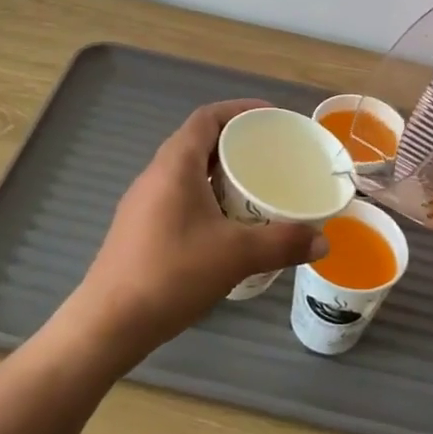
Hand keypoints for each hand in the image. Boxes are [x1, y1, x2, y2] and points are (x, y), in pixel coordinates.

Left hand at [60, 100, 323, 363]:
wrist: (108, 323)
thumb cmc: (171, 274)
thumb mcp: (236, 256)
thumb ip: (283, 243)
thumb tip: (324, 241)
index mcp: (175, 164)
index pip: (207, 117)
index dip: (240, 109)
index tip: (271, 118)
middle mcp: (155, 174)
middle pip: (198, 141)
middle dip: (236, 142)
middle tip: (271, 155)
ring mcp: (143, 202)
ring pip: (187, 171)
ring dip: (220, 172)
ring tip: (255, 188)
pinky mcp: (139, 227)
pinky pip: (179, 195)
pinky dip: (206, 196)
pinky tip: (226, 225)